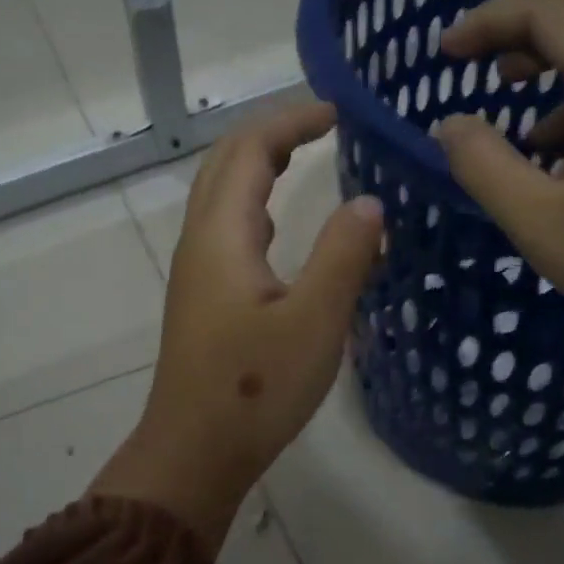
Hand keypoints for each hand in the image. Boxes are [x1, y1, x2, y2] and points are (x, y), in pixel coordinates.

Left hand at [90, 103, 383, 551]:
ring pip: (223, 198)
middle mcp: (200, 243)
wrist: (195, 452)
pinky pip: (227, 231)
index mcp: (221, 235)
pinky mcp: (204, 301)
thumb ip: (343, 254)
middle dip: (272, 135)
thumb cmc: (254, 389)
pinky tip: (282, 228)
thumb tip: (369, 203)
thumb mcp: (314, 320)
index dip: (291, 122)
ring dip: (260, 168)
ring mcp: (197, 273)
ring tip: (307, 161)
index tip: (339, 112)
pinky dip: (257, 207)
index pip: (249, 150)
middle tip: (324, 127)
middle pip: (226, 164)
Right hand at [435, 0, 563, 352]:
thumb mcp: (537, 219)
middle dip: (517, 19)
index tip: (445, 54)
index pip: (548, 10)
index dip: (489, 20)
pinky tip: (548, 140)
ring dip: (547, 47)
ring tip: (504, 86)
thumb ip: (484, 164)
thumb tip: (450, 124)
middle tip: (471, 54)